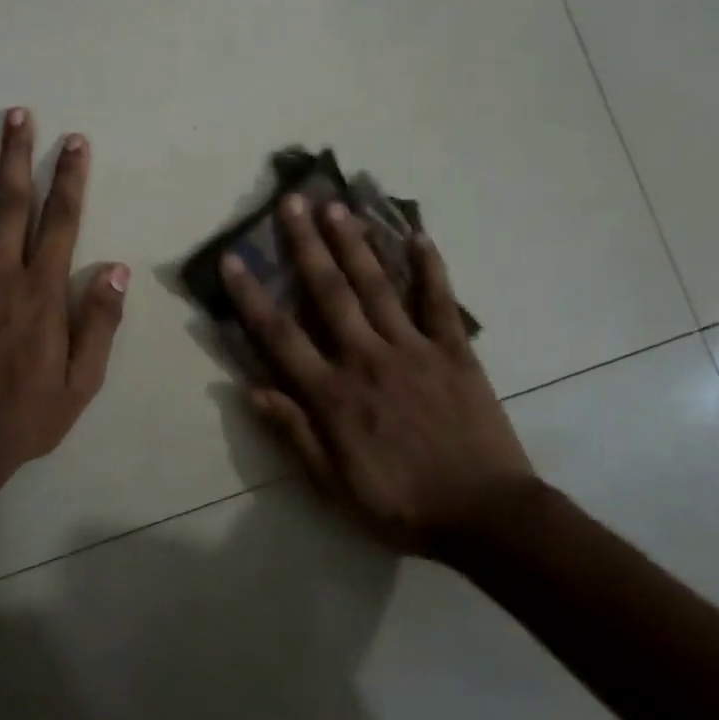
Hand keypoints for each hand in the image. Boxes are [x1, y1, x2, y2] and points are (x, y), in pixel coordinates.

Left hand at [0, 108, 129, 473]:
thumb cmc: (26, 415)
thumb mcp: (82, 382)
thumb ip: (99, 323)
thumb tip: (116, 269)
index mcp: (40, 291)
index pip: (59, 221)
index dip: (69, 177)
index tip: (73, 142)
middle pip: (9, 202)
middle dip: (16, 155)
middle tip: (17, 113)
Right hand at [220, 195, 536, 557]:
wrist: (486, 517)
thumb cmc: (402, 505)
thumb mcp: (334, 486)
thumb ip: (294, 433)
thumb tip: (251, 388)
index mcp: (333, 394)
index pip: (280, 335)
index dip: (251, 296)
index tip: (232, 259)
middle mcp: (367, 358)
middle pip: (329, 292)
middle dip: (306, 245)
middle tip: (291, 202)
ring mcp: (413, 350)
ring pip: (377, 286)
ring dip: (355, 243)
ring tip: (337, 206)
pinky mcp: (454, 351)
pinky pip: (439, 302)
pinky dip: (430, 267)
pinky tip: (418, 235)